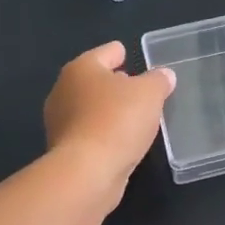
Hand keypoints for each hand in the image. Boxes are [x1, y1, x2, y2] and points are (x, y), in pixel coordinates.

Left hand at [44, 41, 175, 199]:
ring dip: (108, 109)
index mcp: (82, 69)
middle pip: (94, 80)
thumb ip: (159, 80)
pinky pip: (89, 131)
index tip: (128, 54)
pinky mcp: (64, 149)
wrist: (87, 172)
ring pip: (90, 107)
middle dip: (114, 82)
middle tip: (136, 87)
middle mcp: (64, 90)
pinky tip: (121, 140)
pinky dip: (103, 132)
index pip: (105, 52)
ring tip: (133, 115)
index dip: (119, 52)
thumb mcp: (150, 94)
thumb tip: (164, 75)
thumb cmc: (117, 121)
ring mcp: (60, 122)